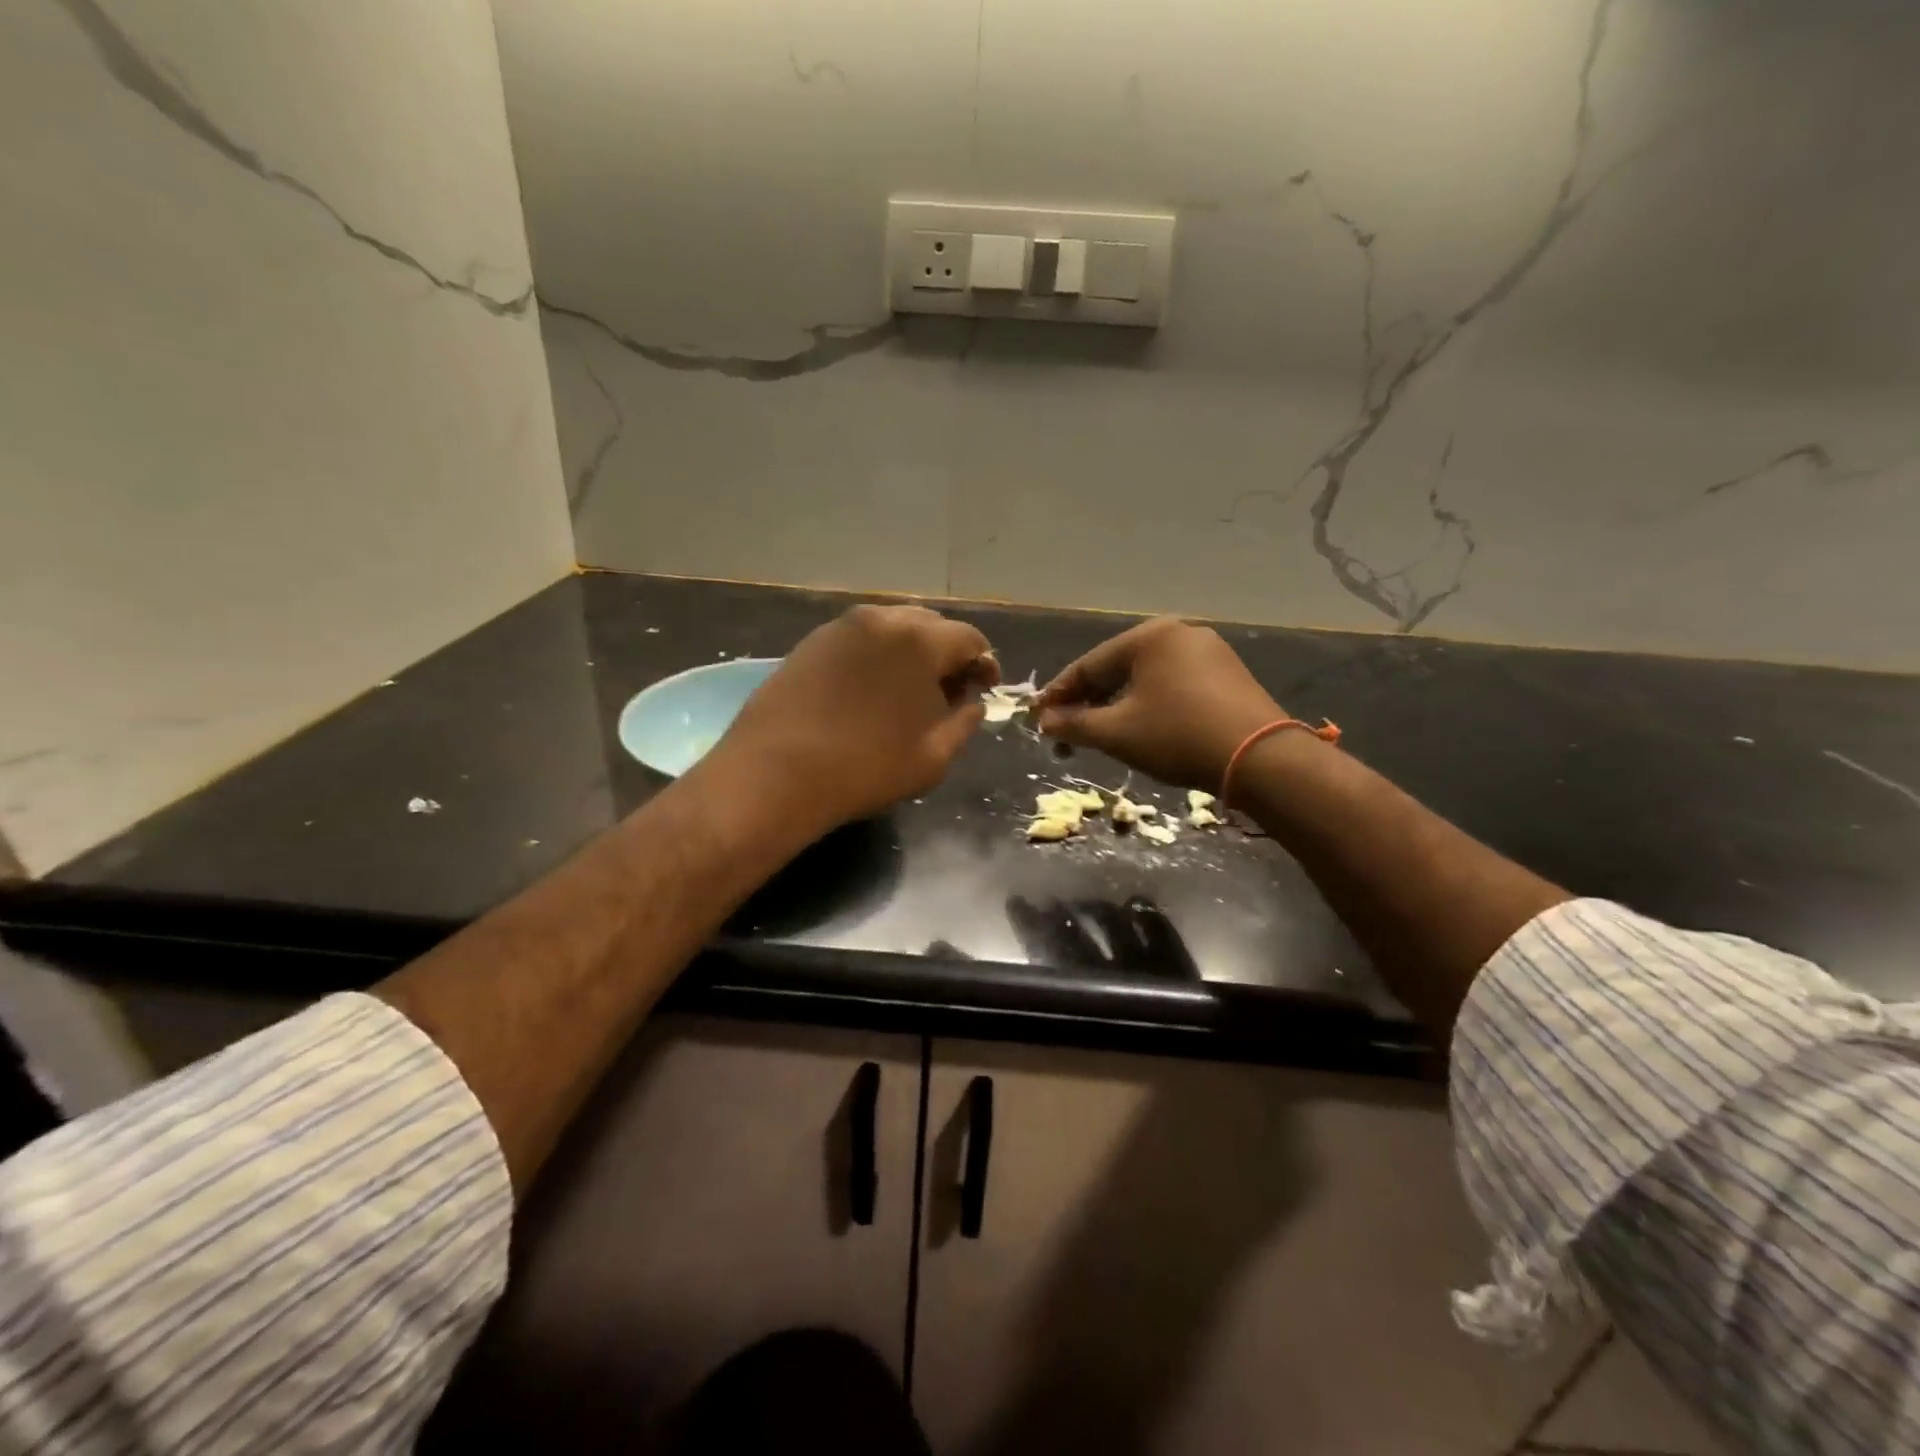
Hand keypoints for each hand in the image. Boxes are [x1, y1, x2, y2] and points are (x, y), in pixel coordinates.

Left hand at [707, 604, 996, 832]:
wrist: (775, 773)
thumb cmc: (867, 768)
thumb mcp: (934, 756)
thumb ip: (965, 723)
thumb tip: (972, 703)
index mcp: (920, 640)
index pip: (969, 638)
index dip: (984, 663)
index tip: (984, 689)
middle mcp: (882, 619)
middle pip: (931, 626)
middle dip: (947, 654)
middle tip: (948, 692)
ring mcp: (841, 626)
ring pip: (892, 629)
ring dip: (910, 654)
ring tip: (907, 692)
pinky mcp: (811, 641)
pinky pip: (860, 640)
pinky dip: (876, 657)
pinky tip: (869, 691)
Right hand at [1033, 617, 1282, 789]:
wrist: (1260, 758)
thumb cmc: (1177, 737)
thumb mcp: (1116, 733)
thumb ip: (1074, 724)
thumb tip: (1045, 721)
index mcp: (1149, 636)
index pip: (1088, 665)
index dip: (1059, 695)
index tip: (1039, 719)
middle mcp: (1179, 632)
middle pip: (1118, 668)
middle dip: (1090, 701)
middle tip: (1068, 731)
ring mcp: (1209, 650)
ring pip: (1147, 677)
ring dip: (1119, 704)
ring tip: (1102, 733)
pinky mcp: (1228, 673)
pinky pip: (1174, 683)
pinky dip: (1151, 703)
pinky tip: (1143, 726)